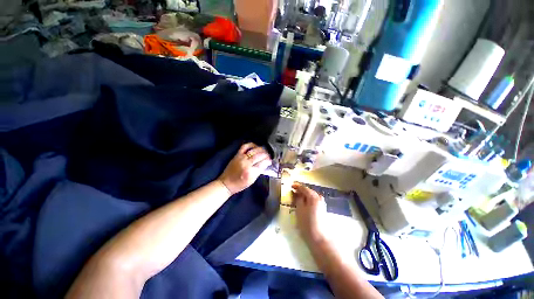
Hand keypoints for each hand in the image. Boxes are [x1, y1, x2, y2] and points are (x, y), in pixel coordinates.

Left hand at [218, 143, 271, 194]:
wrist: (226, 183)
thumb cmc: (240, 184)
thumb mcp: (252, 180)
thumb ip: (259, 171)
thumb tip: (265, 164)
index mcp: (250, 172)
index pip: (262, 163)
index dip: (268, 161)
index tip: (270, 160)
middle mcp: (246, 164)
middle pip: (259, 156)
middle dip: (266, 155)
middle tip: (269, 155)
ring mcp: (241, 158)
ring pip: (254, 150)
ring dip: (261, 149)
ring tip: (265, 151)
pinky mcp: (237, 155)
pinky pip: (245, 146)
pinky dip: (251, 145)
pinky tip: (256, 146)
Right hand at [292, 183, 327, 244]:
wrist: (319, 238)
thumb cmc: (307, 223)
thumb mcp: (299, 209)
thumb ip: (298, 199)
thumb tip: (297, 193)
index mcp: (313, 196)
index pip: (304, 188)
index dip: (297, 186)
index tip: (291, 186)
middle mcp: (319, 198)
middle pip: (308, 191)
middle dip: (301, 191)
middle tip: (293, 192)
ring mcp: (322, 203)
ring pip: (311, 196)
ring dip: (304, 195)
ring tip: (297, 197)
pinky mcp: (322, 209)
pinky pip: (313, 200)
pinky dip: (308, 200)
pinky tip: (304, 203)